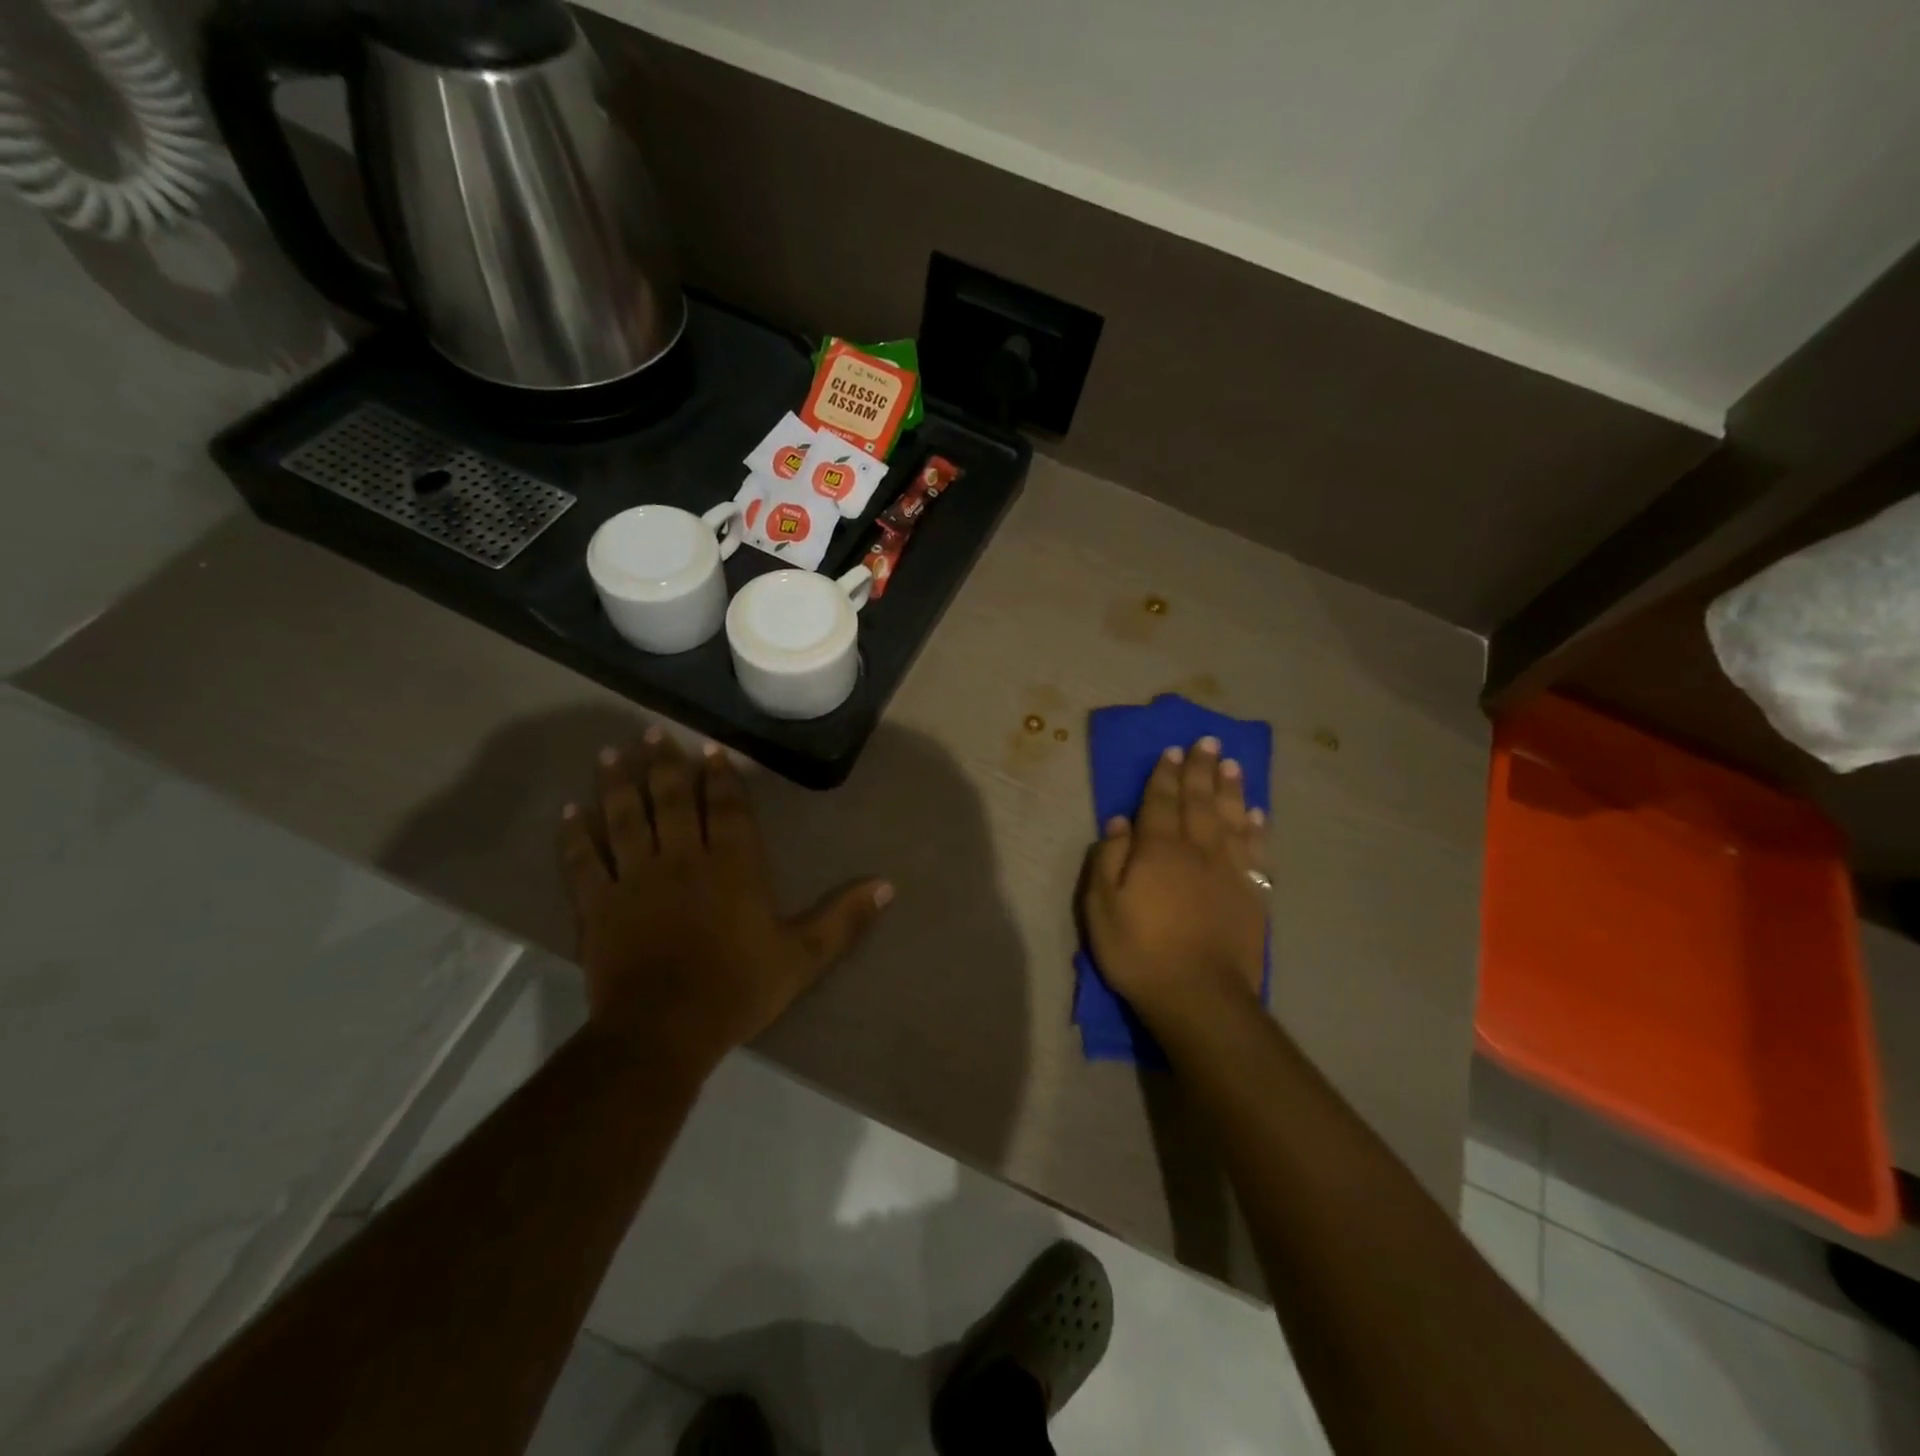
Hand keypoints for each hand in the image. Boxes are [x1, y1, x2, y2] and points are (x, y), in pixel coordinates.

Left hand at [558, 729, 891, 1068]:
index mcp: (732, 866)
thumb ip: (845, 918)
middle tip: (654, 733)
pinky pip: (582, 861)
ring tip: (610, 752)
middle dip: (664, 763)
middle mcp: (682, 858)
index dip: (719, 775)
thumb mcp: (804, 956)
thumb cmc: (738, 988)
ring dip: (617, 783)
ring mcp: (635, 878)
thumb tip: (888, 885)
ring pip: (624, 817)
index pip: (726, 808)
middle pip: (671, 799)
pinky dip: (574, 835)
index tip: (710, 749)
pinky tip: (569, 811)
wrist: (665, 1030)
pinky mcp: (598, 904)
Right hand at [1079, 737, 1267, 1032]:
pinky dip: (1256, 828)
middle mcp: (1197, 849)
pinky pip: (1256, 851)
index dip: (1166, 775)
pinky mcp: (1252, 894)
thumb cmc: (1140, 951)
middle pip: (1199, 801)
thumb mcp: (1102, 908)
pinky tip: (1256, 812)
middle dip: (1202, 770)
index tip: (1174, 750)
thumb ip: (1108, 860)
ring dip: (1230, 789)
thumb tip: (1119, 823)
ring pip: (1231, 818)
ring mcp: (1230, 871)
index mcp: (1158, 849)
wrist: (1199, 996)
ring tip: (1232, 764)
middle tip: (1209, 741)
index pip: (1161, 802)